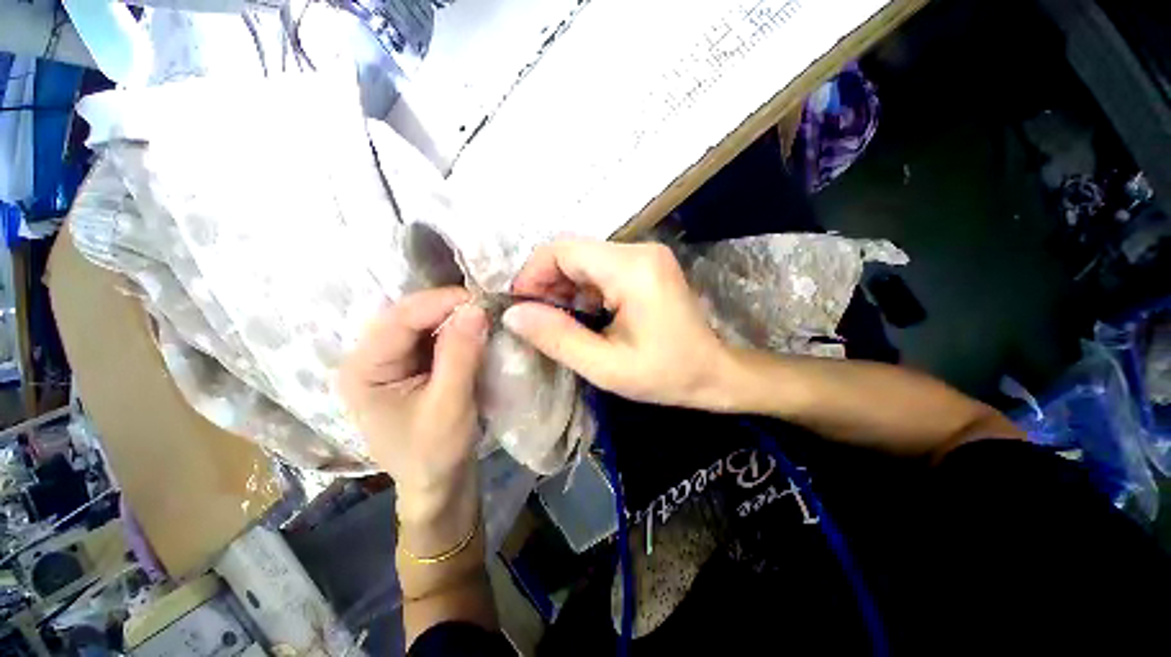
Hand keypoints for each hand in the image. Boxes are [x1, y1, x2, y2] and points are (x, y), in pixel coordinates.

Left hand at [339, 288, 487, 526]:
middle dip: (448, 308)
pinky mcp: (412, 366)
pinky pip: (434, 337)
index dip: (440, 303)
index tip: (482, 299)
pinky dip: (456, 330)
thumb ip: (460, 355)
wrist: (438, 484)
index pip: (399, 319)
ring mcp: (391, 361)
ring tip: (485, 314)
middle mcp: (370, 358)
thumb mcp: (450, 405)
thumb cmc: (435, 453)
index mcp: (363, 369)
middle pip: (408, 316)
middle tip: (487, 306)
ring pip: (423, 323)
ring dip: (455, 317)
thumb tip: (476, 308)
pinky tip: (476, 330)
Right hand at [502, 239, 732, 409]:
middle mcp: (639, 250)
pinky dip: (583, 289)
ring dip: (564, 287)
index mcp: (632, 269)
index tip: (520, 307)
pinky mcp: (646, 266)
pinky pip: (600, 268)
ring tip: (558, 321)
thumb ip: (558, 338)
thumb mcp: (606, 367)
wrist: (715, 373)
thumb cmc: (667, 375)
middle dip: (547, 283)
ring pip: (585, 260)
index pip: (564, 250)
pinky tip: (582, 314)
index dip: (533, 274)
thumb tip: (513, 315)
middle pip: (573, 252)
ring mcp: (645, 256)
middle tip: (537, 319)